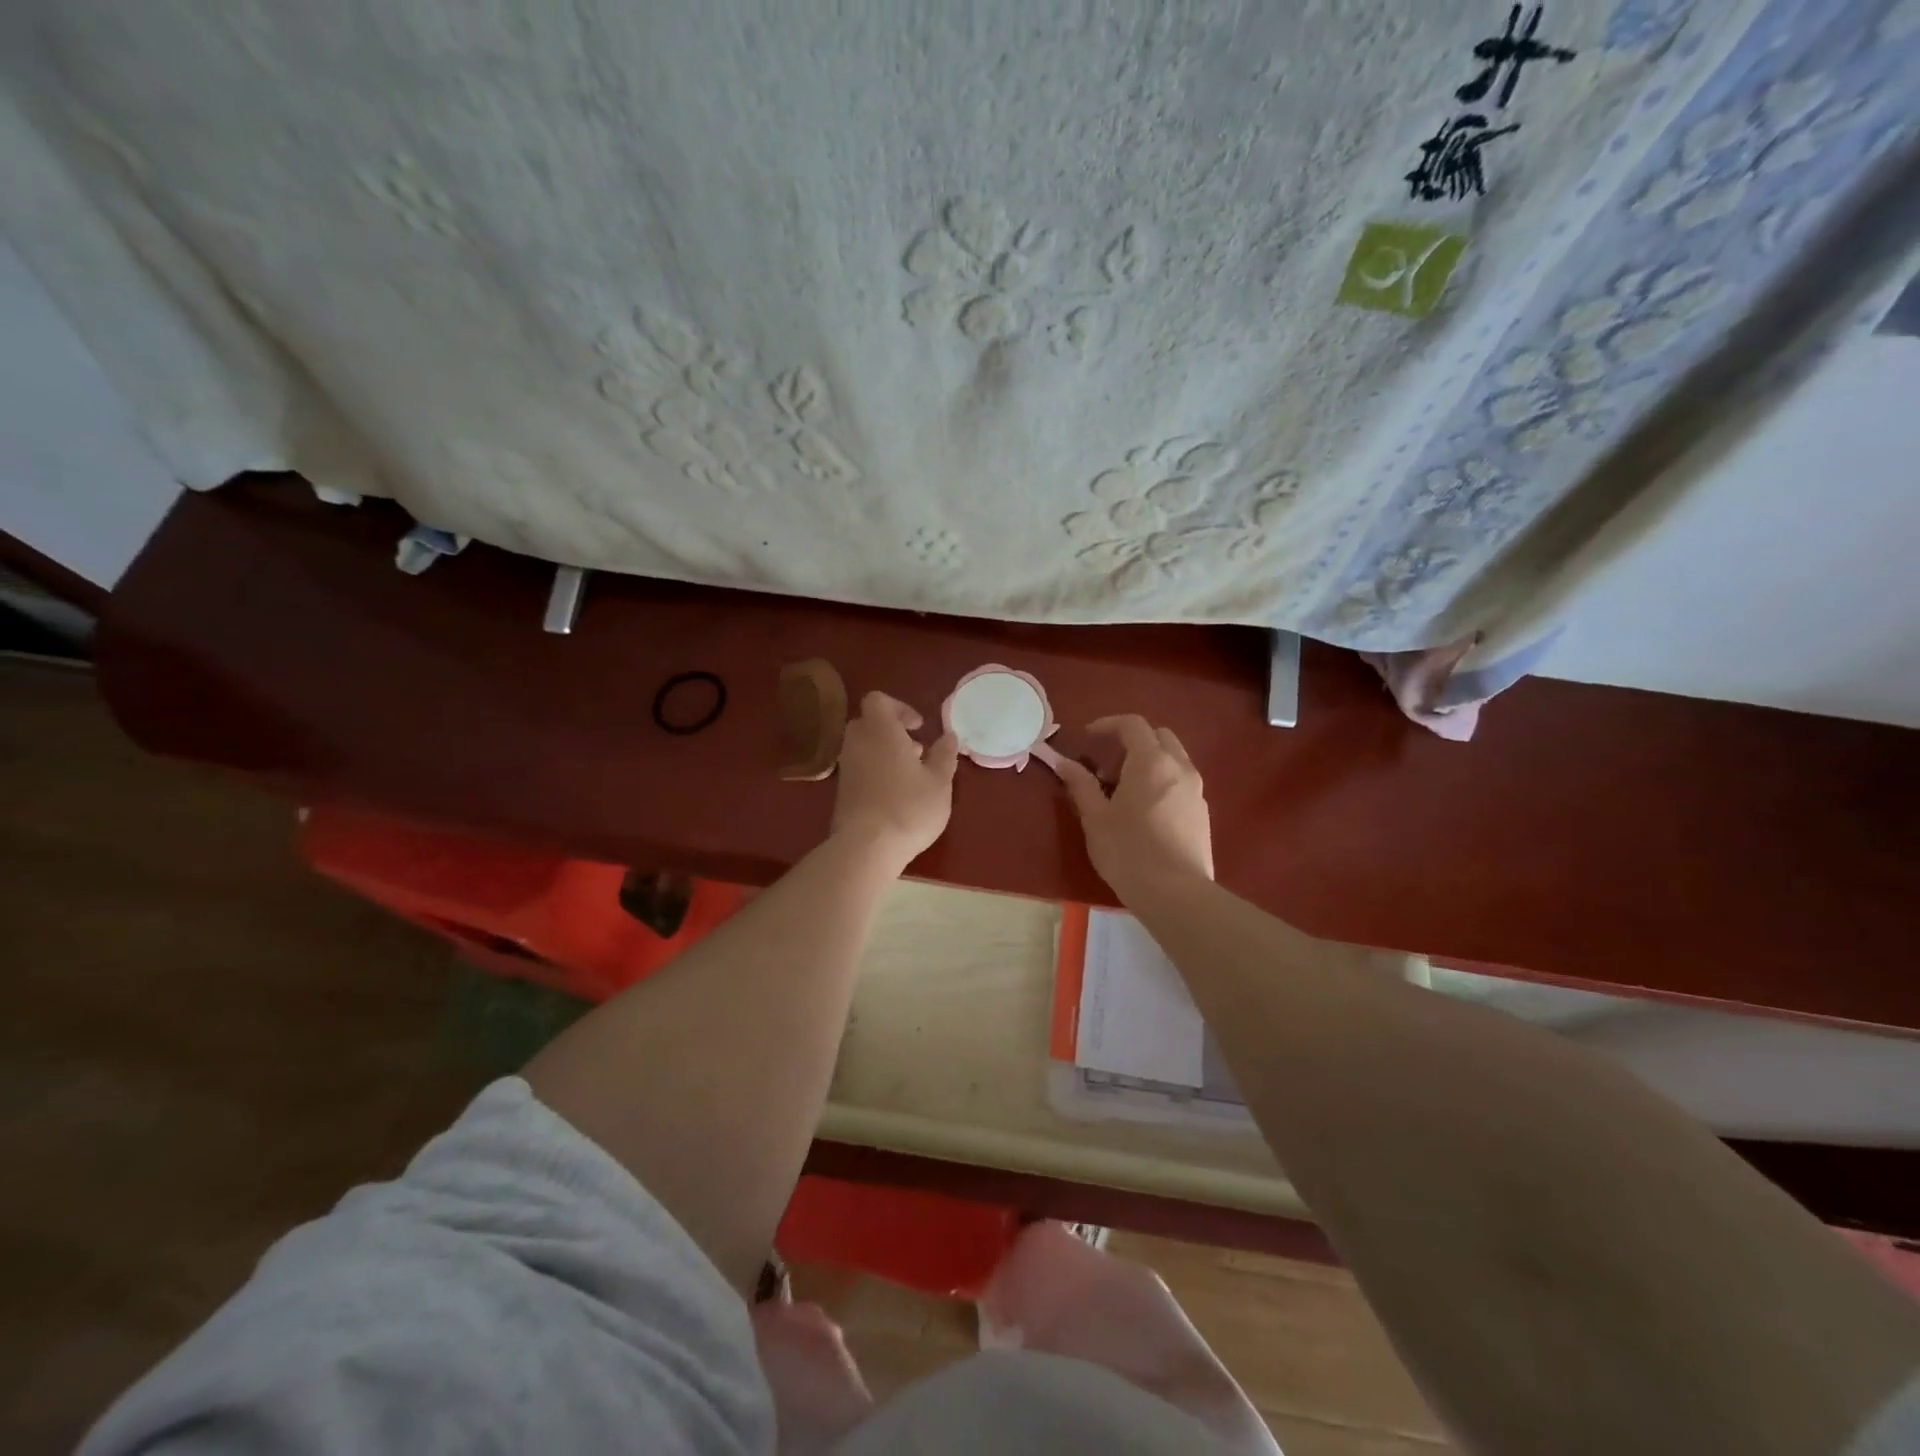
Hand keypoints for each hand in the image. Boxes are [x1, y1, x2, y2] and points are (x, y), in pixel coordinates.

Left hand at [830, 692, 958, 872]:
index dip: (899, 708)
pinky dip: (875, 772)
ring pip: (863, 747)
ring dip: (884, 754)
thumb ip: (944, 755)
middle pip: (869, 723)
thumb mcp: (939, 782)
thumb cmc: (908, 807)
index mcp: (880, 731)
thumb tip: (949, 736)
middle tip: (916, 751)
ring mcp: (846, 768)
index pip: (878, 700)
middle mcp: (857, 743)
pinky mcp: (841, 791)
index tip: (918, 727)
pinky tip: (895, 796)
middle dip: (892, 731)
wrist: (866, 848)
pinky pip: (859, 769)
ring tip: (910, 777)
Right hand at [1054, 715, 1212, 898]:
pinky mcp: (1203, 812)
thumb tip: (1063, 762)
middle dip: (1131, 742)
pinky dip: (1161, 781)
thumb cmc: (1128, 851)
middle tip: (1106, 767)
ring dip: (1148, 762)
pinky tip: (1144, 812)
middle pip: (1158, 736)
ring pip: (1173, 759)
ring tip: (1123, 792)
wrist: (1176, 894)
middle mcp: (1180, 767)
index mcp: (1151, 761)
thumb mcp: (1096, 817)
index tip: (1087, 738)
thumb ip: (1080, 784)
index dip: (1107, 725)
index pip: (1132, 724)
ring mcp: (1196, 790)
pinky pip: (1181, 782)